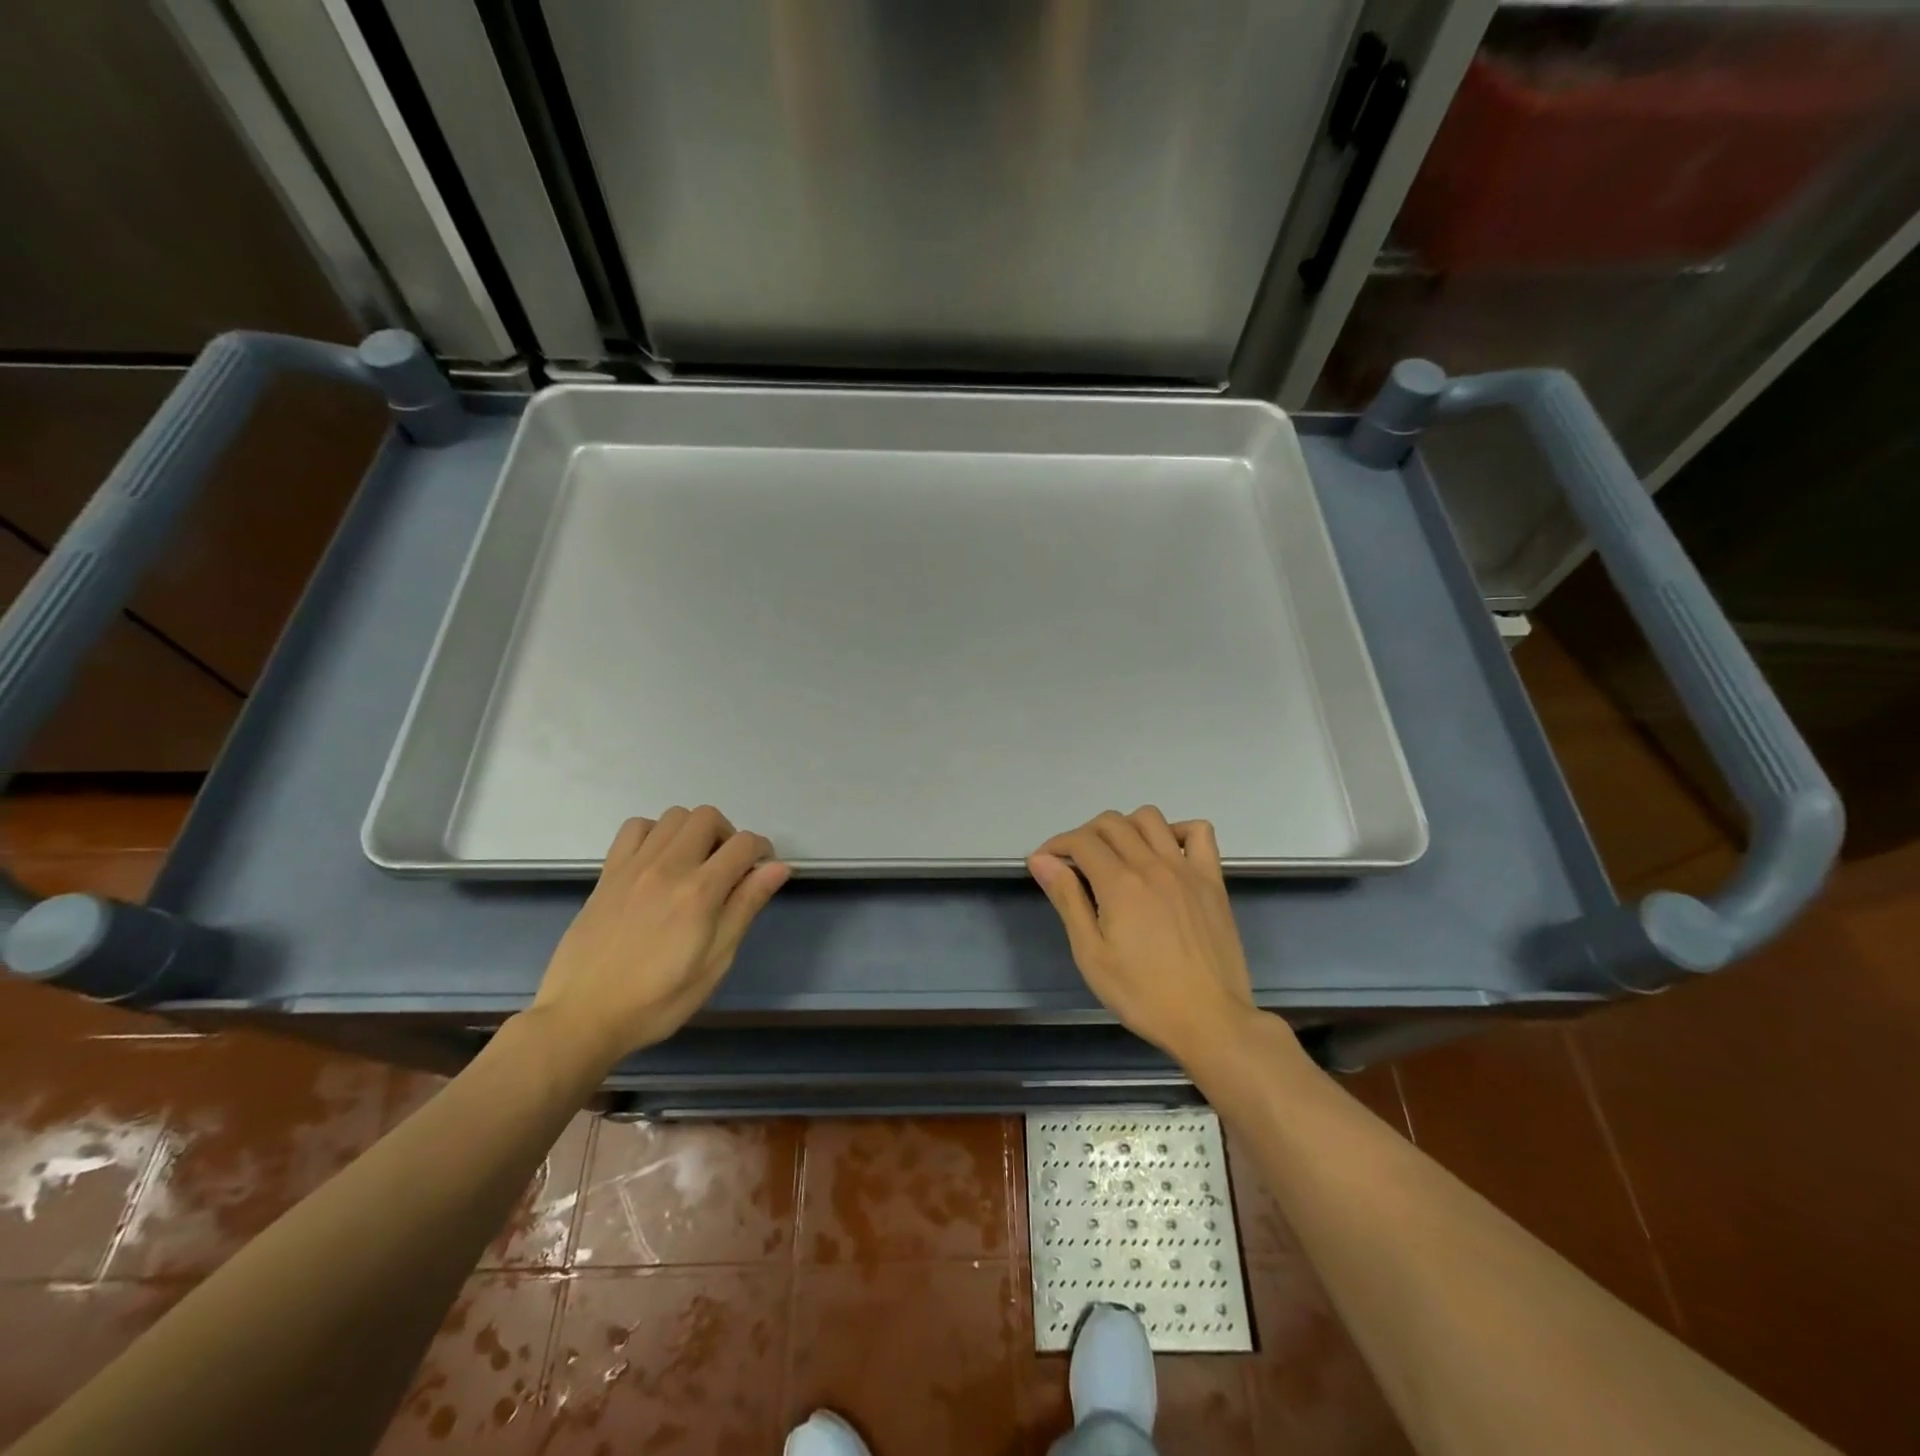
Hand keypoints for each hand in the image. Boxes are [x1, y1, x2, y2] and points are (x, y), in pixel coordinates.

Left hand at [531, 807, 788, 1066]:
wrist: (583, 1016)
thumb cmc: (658, 999)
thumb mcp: (715, 962)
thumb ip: (745, 907)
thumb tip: (777, 867)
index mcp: (700, 892)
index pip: (743, 844)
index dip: (762, 851)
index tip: (761, 870)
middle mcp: (668, 867)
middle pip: (708, 817)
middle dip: (728, 835)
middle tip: (728, 867)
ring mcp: (634, 866)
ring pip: (674, 816)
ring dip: (693, 831)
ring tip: (694, 862)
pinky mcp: (609, 872)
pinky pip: (636, 827)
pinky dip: (655, 832)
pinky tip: (658, 860)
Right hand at [1029, 808, 1260, 1066]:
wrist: (1209, 1021)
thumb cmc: (1143, 995)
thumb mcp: (1091, 955)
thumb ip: (1067, 900)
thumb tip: (1041, 860)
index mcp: (1120, 884)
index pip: (1081, 841)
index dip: (1056, 845)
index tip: (1045, 862)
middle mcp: (1153, 864)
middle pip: (1111, 823)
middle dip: (1084, 835)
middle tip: (1076, 864)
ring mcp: (1187, 869)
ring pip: (1150, 818)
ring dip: (1125, 827)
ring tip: (1117, 855)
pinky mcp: (1213, 880)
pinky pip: (1199, 832)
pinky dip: (1177, 831)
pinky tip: (1165, 854)